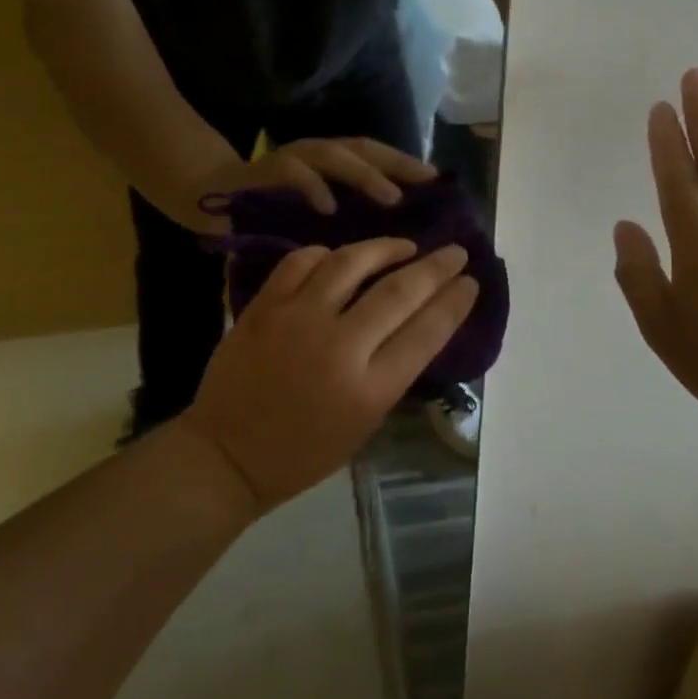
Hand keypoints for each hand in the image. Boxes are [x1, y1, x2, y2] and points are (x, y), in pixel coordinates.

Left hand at [180, 239, 477, 511]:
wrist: (227, 453)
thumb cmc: (303, 452)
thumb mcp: (364, 424)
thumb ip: (391, 371)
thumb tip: (417, 321)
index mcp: (369, 390)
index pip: (426, 332)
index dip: (454, 302)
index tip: (470, 281)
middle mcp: (338, 348)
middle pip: (398, 292)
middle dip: (435, 268)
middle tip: (454, 252)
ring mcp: (296, 320)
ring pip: (350, 263)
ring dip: (385, 248)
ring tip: (404, 246)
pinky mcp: (263, 306)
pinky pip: (302, 262)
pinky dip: (327, 254)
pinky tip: (341, 256)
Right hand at [191, 138, 436, 232]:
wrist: (211, 199)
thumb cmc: (271, 214)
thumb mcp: (318, 217)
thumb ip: (348, 217)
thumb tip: (397, 235)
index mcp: (331, 165)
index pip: (376, 156)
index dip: (406, 164)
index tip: (438, 182)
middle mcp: (314, 155)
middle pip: (361, 150)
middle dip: (395, 164)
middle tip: (424, 184)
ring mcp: (289, 159)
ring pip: (332, 156)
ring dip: (363, 175)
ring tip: (389, 198)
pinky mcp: (263, 172)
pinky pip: (290, 173)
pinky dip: (312, 187)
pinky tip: (328, 208)